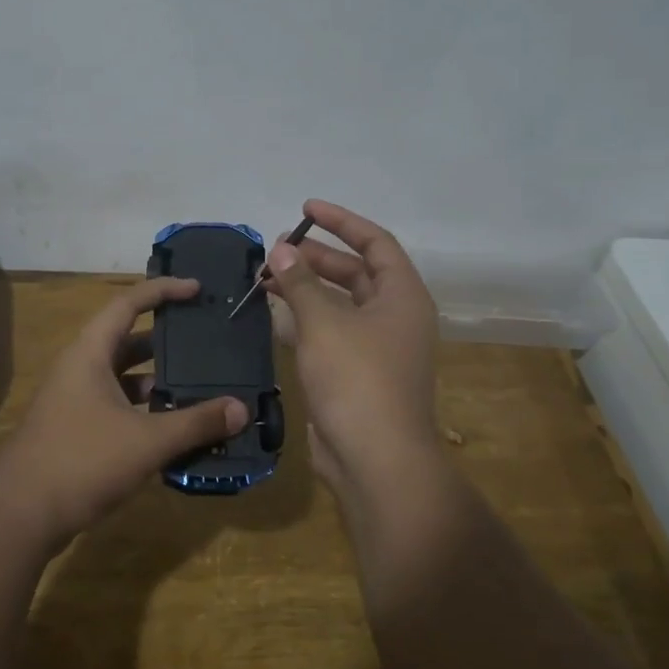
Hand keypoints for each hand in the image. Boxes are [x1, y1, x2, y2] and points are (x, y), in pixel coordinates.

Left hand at [0, 279, 247, 546]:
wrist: (20, 515)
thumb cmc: (82, 461)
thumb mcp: (147, 441)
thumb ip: (196, 423)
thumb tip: (242, 410)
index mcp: (90, 353)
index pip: (129, 304)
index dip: (163, 291)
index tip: (197, 289)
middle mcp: (80, 368)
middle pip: (128, 340)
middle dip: (166, 340)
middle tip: (206, 341)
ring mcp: (75, 399)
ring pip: (123, 377)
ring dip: (157, 380)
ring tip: (199, 386)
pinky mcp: (75, 428)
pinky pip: (117, 405)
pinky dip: (144, 409)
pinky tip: (172, 427)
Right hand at [265, 200, 441, 498]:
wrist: (375, 460)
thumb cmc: (357, 380)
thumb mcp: (324, 323)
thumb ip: (300, 282)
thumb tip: (279, 249)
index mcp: (402, 297)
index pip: (375, 243)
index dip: (341, 221)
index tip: (305, 208)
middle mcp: (394, 317)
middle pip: (355, 272)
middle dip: (315, 257)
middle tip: (275, 250)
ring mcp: (376, 348)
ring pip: (339, 304)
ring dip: (305, 288)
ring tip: (266, 277)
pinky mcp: (355, 373)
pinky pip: (329, 332)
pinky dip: (304, 319)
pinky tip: (273, 314)